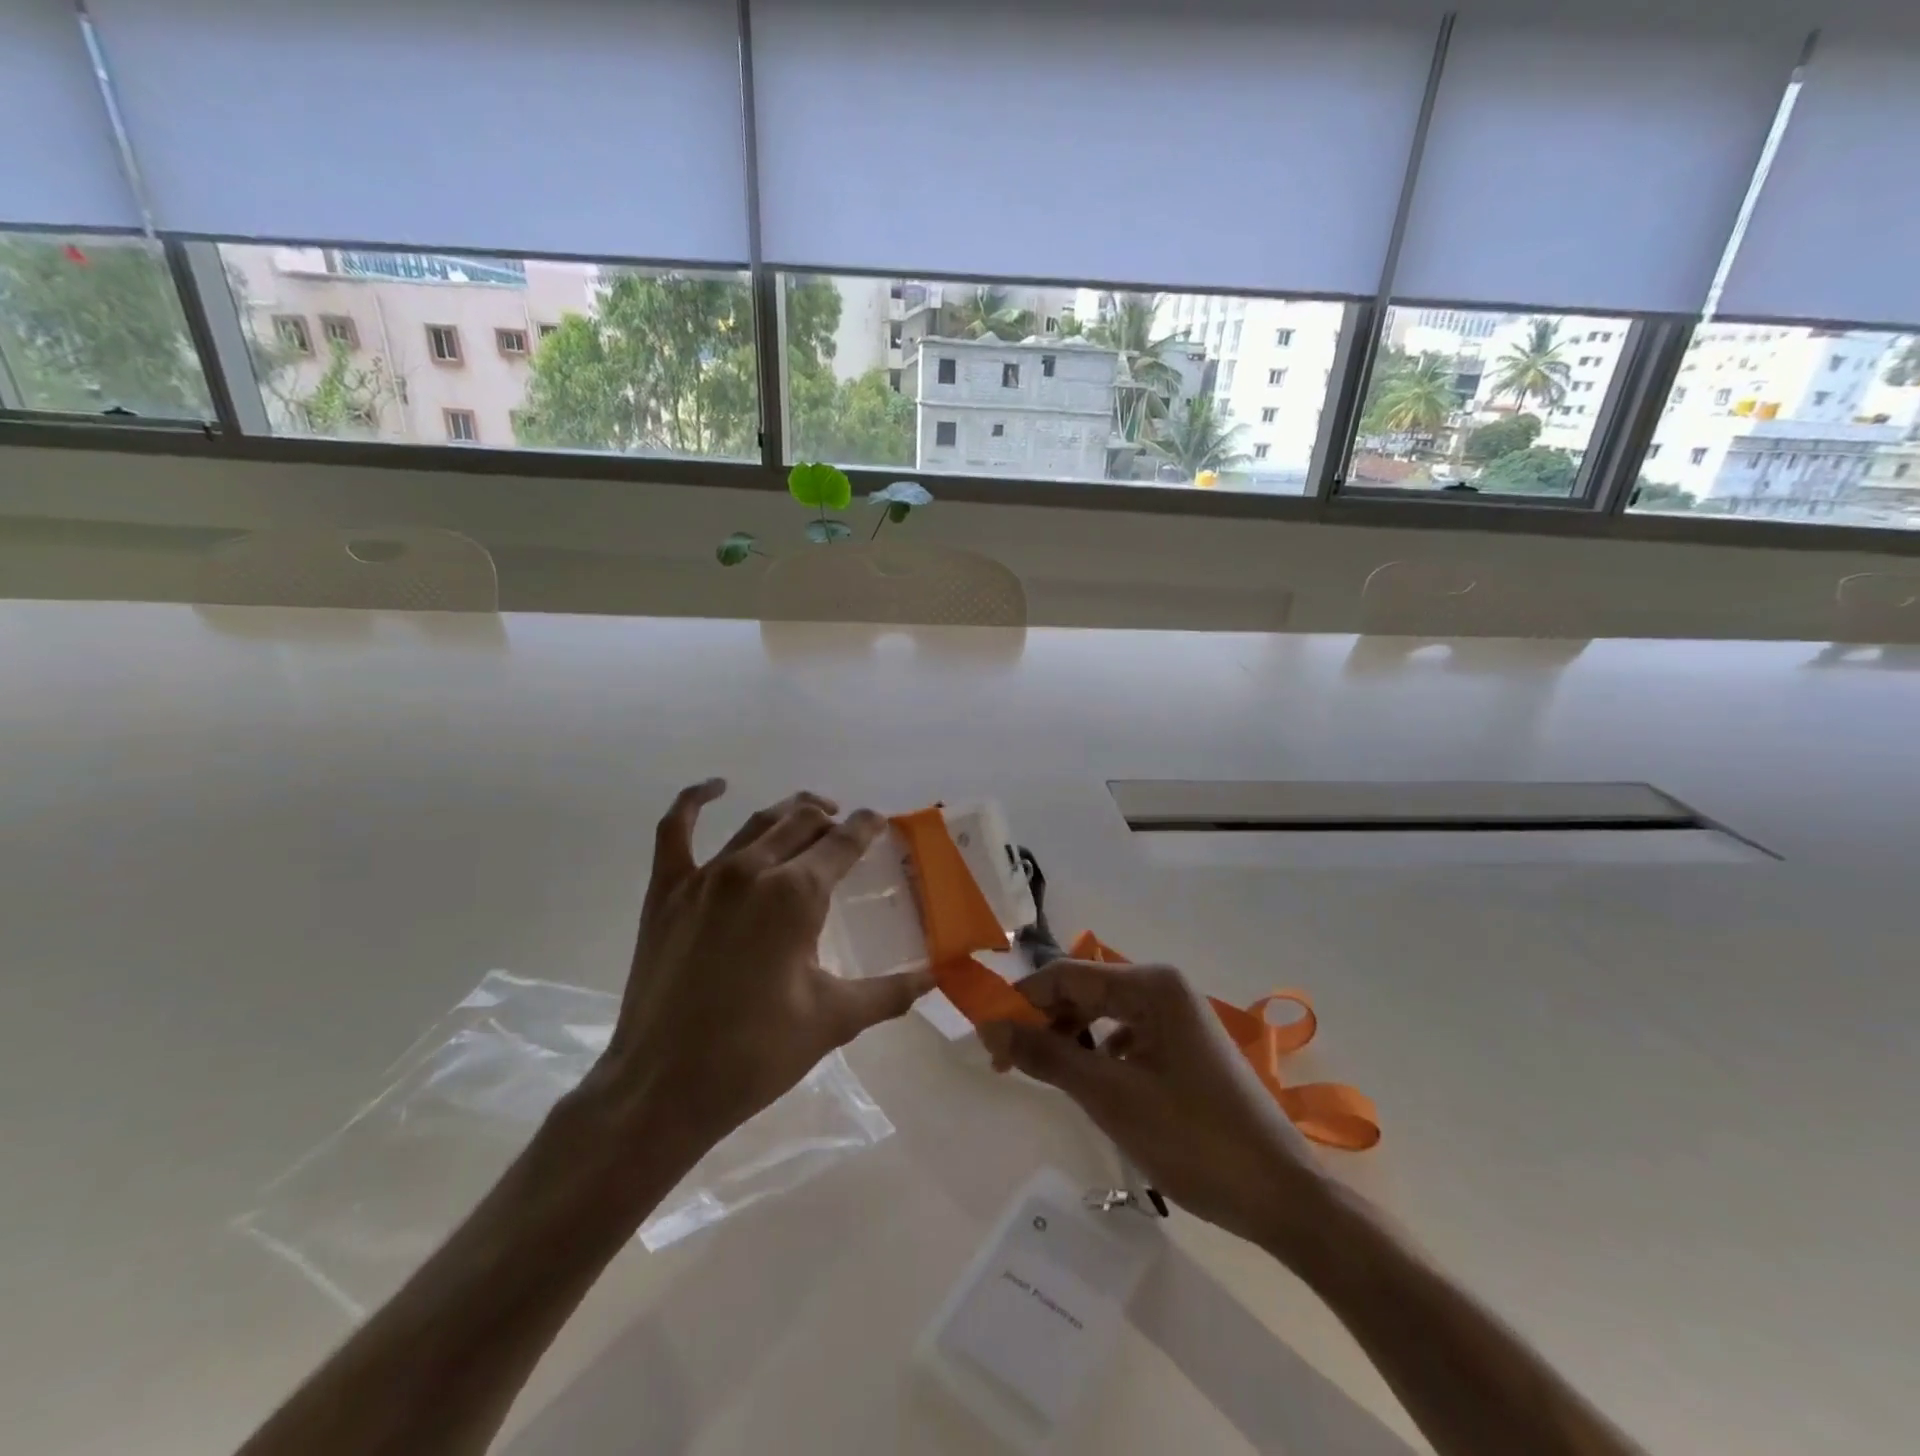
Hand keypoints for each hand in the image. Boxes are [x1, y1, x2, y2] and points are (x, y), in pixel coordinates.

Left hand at [588, 780, 932, 1156]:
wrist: (663, 1088)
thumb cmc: (756, 1052)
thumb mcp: (833, 1020)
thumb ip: (889, 992)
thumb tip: (934, 978)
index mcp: (797, 895)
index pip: (844, 842)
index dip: (867, 826)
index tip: (881, 822)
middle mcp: (754, 870)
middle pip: (802, 823)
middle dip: (831, 818)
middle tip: (847, 829)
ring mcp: (705, 877)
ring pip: (757, 822)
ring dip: (789, 812)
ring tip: (810, 813)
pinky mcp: (666, 892)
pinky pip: (676, 830)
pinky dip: (694, 801)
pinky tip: (715, 787)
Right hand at [980, 960, 1327, 1250]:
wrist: (1282, 1197)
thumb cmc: (1194, 1140)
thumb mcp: (1110, 1096)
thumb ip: (1047, 1055)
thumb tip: (989, 1025)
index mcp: (1150, 985)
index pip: (1067, 975)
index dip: (1022, 1002)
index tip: (988, 1040)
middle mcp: (1163, 988)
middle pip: (1084, 992)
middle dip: (1045, 1023)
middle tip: (1009, 1066)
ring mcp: (1177, 1018)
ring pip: (1103, 1017)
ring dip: (1070, 1042)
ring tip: (1046, 1080)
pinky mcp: (1184, 1048)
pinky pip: (1126, 1039)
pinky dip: (1099, 1057)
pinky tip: (1092, 1089)